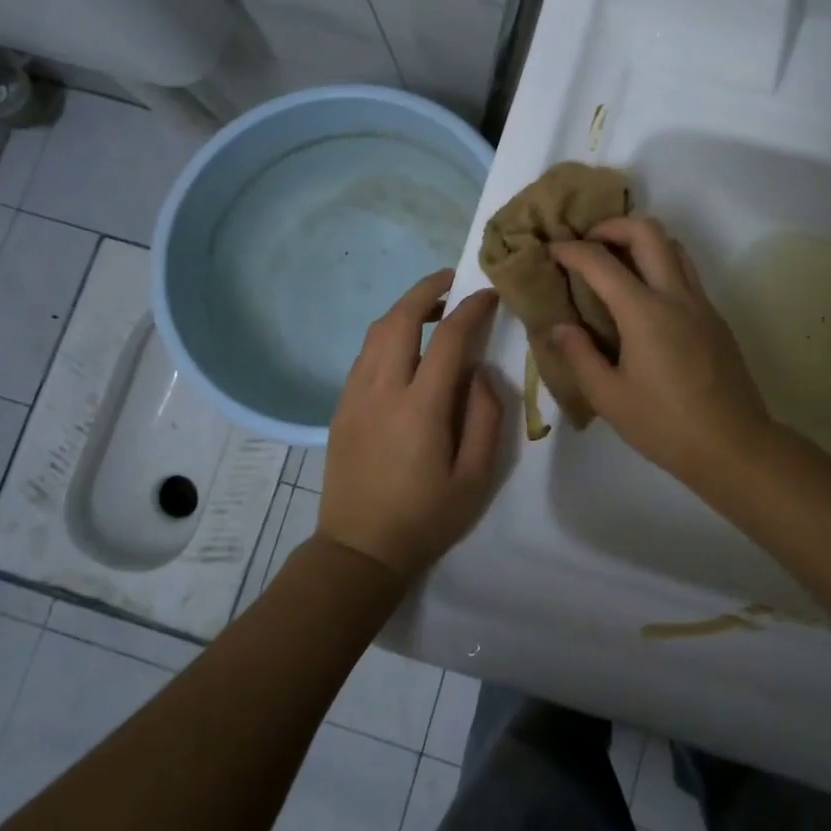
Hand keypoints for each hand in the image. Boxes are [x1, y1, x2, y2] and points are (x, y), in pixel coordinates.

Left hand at [317, 270, 502, 580]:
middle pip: (400, 320)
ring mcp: (354, 396)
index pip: (448, 339)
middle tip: (453, 280)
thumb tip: (480, 372)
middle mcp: (381, 390)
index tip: (489, 295)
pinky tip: (405, 346)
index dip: (471, 309)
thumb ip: (485, 418)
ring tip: (433, 308)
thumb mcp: (476, 477)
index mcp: (420, 408)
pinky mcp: (341, 406)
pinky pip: (364, 354)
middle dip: (427, 289)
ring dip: (405, 309)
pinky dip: (387, 334)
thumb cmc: (426, 518)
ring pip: (376, 332)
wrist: (359, 550)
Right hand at [548, 218, 775, 492]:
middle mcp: (676, 296)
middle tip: (588, 245)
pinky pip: (686, 273)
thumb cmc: (666, 426)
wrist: (735, 447)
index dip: (571, 250)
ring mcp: (701, 304)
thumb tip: (559, 327)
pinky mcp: (715, 318)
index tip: (552, 251)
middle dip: (612, 226)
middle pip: (648, 231)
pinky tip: (643, 300)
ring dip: (641, 241)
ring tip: (615, 265)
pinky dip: (660, 265)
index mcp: (645, 313)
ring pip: (674, 246)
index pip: (601, 262)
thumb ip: (579, 356)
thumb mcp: (609, 398)